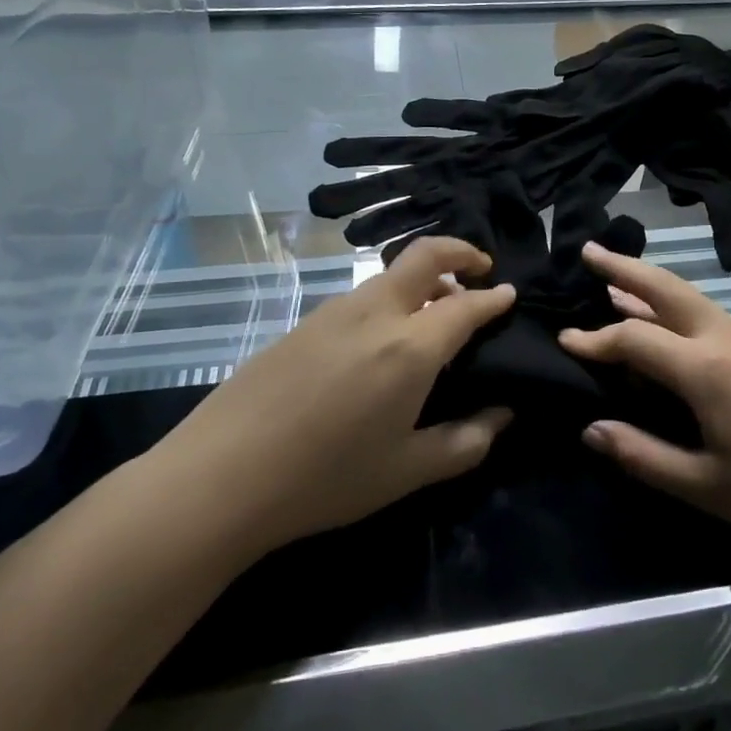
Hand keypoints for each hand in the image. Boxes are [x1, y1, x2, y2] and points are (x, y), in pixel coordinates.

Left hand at [169, 237, 516, 549]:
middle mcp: (375, 313)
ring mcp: (334, 311)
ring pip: (391, 275)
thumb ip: (466, 441)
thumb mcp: (406, 471)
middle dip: (461, 252)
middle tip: (480, 270)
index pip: (467, 305)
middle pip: (425, 254)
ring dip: (423, 280)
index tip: (510, 294)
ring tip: (433, 315)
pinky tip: (381, 342)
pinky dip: (390, 300)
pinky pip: (361, 297)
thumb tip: (502, 414)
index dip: (494, 298)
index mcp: (410, 347)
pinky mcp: (304, 322)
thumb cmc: (325, 478)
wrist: (220, 477)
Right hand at [560, 245, 730, 561]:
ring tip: (618, 285)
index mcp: (705, 368)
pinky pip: (714, 317)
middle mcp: (727, 336)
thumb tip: (591, 429)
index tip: (563, 340)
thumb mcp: (708, 487)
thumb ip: (643, 455)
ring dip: (651, 288)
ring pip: (691, 299)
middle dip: (623, 268)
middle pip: (665, 288)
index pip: (633, 339)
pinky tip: (674, 329)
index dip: (594, 340)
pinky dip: (680, 311)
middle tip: (588, 250)